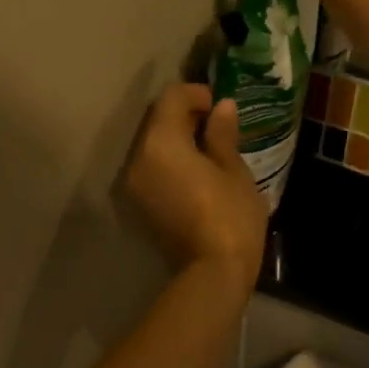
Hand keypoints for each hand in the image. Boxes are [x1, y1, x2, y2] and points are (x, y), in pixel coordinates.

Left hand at [125, 84, 267, 285]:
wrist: (212, 273)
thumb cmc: (230, 215)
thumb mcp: (233, 170)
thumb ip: (222, 134)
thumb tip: (223, 107)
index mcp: (161, 142)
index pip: (171, 99)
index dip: (195, 94)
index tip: (219, 105)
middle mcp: (139, 157)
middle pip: (157, 120)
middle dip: (185, 114)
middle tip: (217, 123)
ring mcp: (135, 182)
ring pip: (153, 144)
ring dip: (177, 137)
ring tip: (210, 146)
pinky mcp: (140, 203)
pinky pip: (152, 166)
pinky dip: (171, 159)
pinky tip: (198, 168)